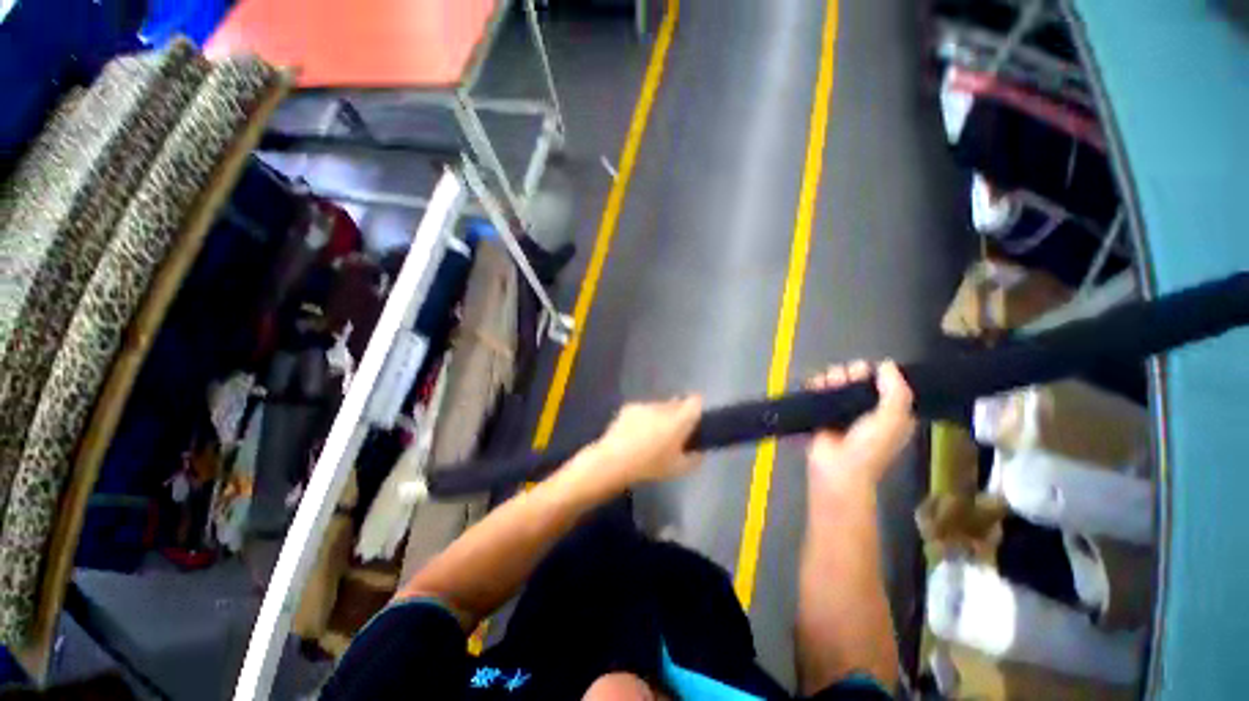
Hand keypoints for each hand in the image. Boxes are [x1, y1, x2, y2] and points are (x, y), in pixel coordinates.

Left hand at [589, 396, 702, 487]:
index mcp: (679, 420)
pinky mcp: (629, 407)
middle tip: (673, 431)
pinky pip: (643, 410)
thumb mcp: (679, 469)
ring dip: (660, 416)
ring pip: (659, 406)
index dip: (697, 407)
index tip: (695, 418)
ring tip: (651, 434)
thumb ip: (694, 458)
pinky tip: (635, 433)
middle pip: (677, 403)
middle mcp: (663, 408)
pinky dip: (643, 418)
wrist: (614, 461)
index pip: (695, 402)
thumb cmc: (650, 466)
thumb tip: (699, 451)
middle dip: (678, 414)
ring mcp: (645, 405)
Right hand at [806, 361, 914, 499]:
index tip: (867, 374)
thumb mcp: (894, 419)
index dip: (876, 372)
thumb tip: (885, 364)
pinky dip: (816, 383)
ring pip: (837, 379)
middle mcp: (867, 406)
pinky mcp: (821, 409)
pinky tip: (816, 386)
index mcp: (890, 409)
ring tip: (828, 385)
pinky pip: (818, 387)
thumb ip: (896, 390)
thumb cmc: (869, 446)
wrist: (837, 468)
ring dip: (832, 376)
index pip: (884, 380)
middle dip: (851, 372)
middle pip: (858, 376)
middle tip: (845, 380)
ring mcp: (842, 407)